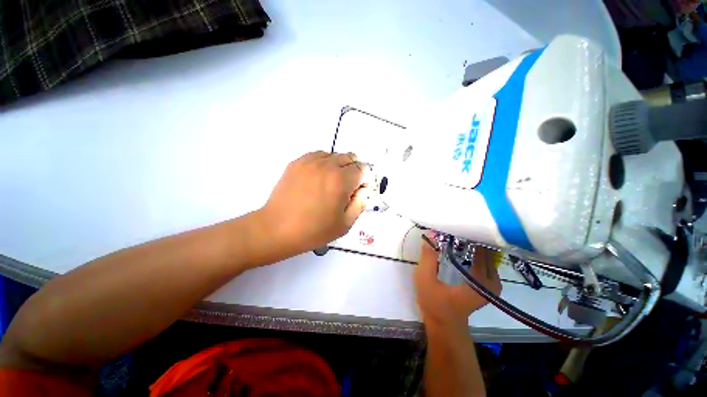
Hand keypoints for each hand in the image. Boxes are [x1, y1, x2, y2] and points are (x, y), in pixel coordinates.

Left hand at [257, 151, 369, 258]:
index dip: (365, 180)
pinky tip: (319, 178)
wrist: (277, 228)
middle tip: (348, 188)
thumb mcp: (345, 223)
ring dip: (340, 166)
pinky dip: (325, 163)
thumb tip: (364, 189)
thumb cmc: (314, 230)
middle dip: (354, 171)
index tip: (360, 191)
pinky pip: (318, 155)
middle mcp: (327, 165)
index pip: (363, 169)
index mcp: (341, 180)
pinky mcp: (297, 162)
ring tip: (332, 183)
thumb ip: (361, 202)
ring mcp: (310, 161)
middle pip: (351, 157)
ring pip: (335, 155)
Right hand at [414, 235, 501, 329]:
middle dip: (470, 237)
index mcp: (479, 282)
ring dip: (473, 243)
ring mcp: (493, 283)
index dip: (467, 235)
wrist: (444, 323)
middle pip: (486, 250)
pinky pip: (486, 261)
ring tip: (457, 234)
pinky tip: (463, 246)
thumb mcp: (424, 279)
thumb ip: (428, 257)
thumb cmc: (434, 302)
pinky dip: (475, 251)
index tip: (454, 225)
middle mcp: (492, 281)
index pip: (480, 250)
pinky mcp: (489, 283)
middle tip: (453, 228)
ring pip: (488, 254)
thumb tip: (433, 234)